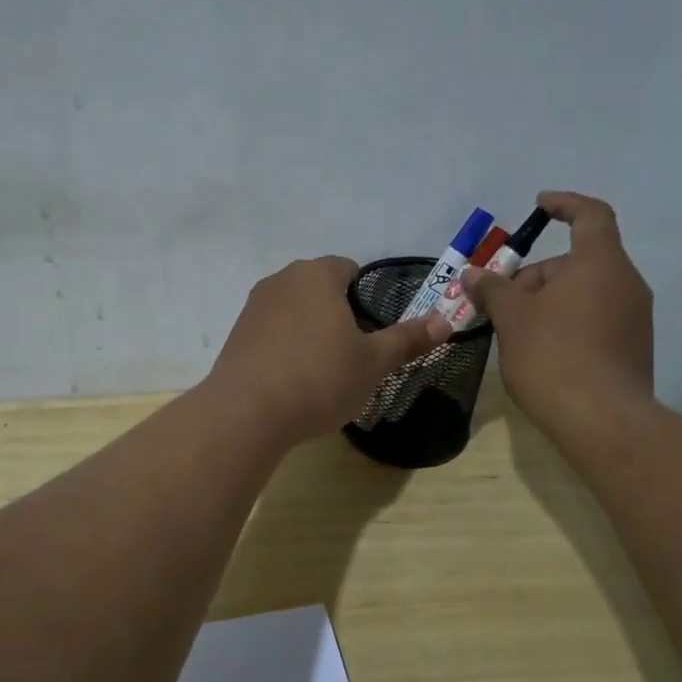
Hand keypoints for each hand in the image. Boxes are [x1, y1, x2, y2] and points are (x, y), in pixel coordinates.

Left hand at [207, 257, 449, 444]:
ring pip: (294, 312)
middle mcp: (280, 280)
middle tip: (354, 355)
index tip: (373, 332)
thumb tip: (446, 320)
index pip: (349, 269)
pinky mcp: (235, 336)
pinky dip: (285, 350)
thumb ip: (408, 339)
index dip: (366, 297)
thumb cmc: (319, 378)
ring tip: (323, 373)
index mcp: (316, 275)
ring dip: (310, 333)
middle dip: (338, 315)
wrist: (247, 412)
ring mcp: (253, 308)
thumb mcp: (374, 362)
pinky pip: (271, 334)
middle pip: (319, 290)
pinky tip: (292, 383)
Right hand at [462, 191, 653, 429]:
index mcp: (600, 263)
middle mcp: (626, 283)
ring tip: (515, 329)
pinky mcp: (633, 347)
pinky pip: (597, 317)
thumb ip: (493, 289)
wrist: (601, 421)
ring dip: (550, 300)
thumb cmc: (553, 356)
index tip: (538, 207)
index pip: (590, 215)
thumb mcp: (512, 318)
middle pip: (580, 261)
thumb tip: (473, 274)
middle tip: (502, 301)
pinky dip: (568, 320)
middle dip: (537, 274)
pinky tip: (541, 350)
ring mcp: (635, 317)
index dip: (564, 205)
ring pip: (587, 291)